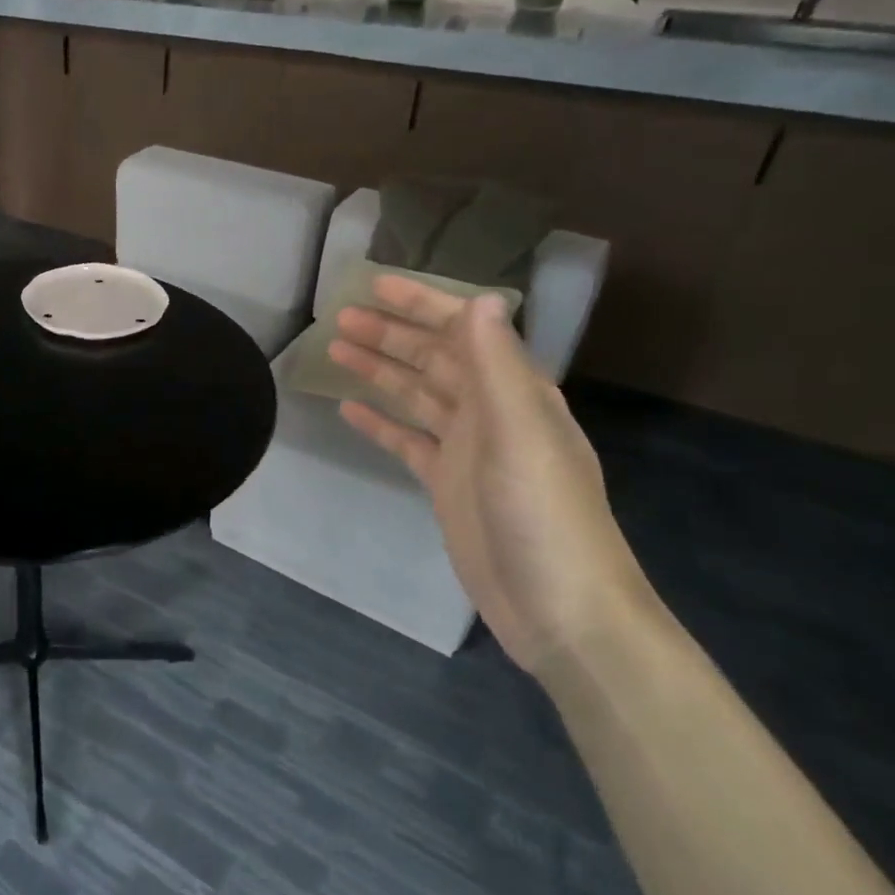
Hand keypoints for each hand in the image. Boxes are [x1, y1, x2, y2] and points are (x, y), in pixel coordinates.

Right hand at [329, 275, 655, 674]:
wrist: (560, 609)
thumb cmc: (542, 514)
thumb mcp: (520, 434)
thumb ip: (496, 366)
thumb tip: (479, 300)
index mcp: (514, 392)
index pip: (464, 331)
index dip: (423, 304)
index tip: (376, 285)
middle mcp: (491, 412)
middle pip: (434, 359)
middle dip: (391, 333)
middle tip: (339, 316)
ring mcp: (467, 449)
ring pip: (416, 395)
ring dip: (379, 370)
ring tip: (335, 349)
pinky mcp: (446, 483)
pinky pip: (407, 440)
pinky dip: (380, 422)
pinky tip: (349, 410)